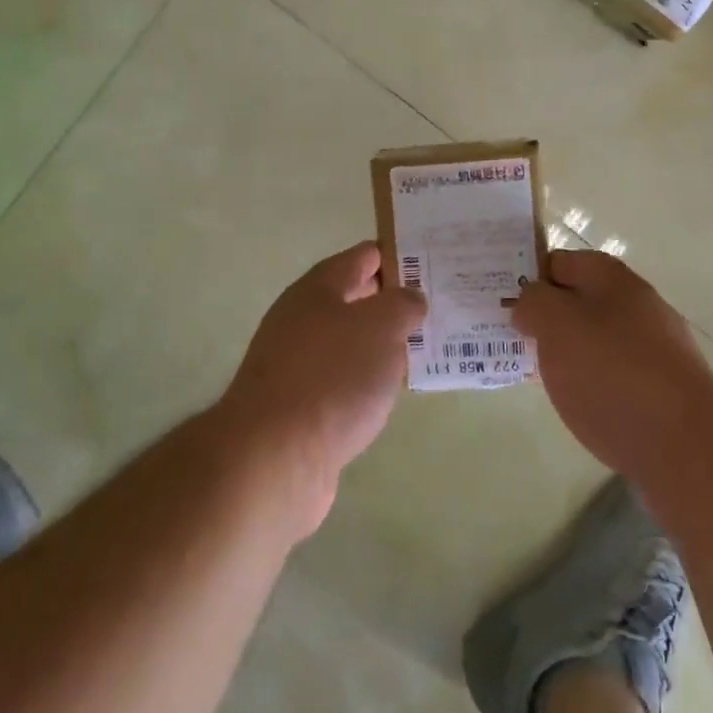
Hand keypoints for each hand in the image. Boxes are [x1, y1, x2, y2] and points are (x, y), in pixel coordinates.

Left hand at [218, 242, 425, 534]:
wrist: (274, 457)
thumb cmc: (332, 376)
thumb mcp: (380, 327)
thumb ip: (402, 305)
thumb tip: (409, 299)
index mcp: (317, 289)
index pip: (363, 257)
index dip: (398, 256)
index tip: (433, 263)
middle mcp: (302, 319)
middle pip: (355, 299)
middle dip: (393, 301)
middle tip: (438, 305)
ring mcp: (296, 364)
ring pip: (350, 342)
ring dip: (382, 344)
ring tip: (424, 349)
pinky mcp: (298, 406)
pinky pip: (343, 380)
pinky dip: (367, 381)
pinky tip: (389, 393)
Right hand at [513, 250, 712, 478]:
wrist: (688, 448)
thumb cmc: (613, 375)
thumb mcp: (557, 326)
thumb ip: (534, 303)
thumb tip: (529, 303)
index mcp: (612, 279)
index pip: (559, 261)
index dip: (528, 277)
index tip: (500, 304)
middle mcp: (637, 305)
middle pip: (577, 300)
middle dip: (544, 318)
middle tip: (511, 341)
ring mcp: (654, 348)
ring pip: (594, 339)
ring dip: (565, 353)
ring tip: (535, 375)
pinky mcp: (662, 388)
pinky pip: (613, 374)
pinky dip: (590, 383)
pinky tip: (576, 404)